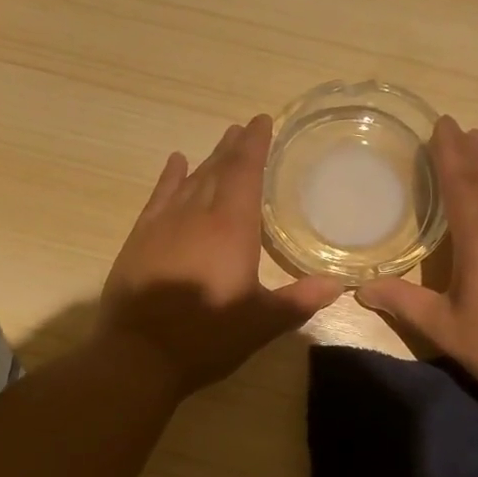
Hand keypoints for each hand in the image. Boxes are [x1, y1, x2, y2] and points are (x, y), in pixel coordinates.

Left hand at [96, 114, 343, 399]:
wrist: (139, 355)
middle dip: (234, 148)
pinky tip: (176, 163)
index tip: (262, 121)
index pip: (246, 172)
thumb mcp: (261, 322)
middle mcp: (197, 214)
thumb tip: (338, 285)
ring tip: (222, 141)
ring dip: (207, 159)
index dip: (255, 145)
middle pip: (218, 170)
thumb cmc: (207, 337)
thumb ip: (299, 300)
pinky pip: (158, 197)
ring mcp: (164, 224)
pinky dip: (169, 178)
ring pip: (190, 180)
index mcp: (232, 227)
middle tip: (245, 128)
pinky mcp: (140, 238)